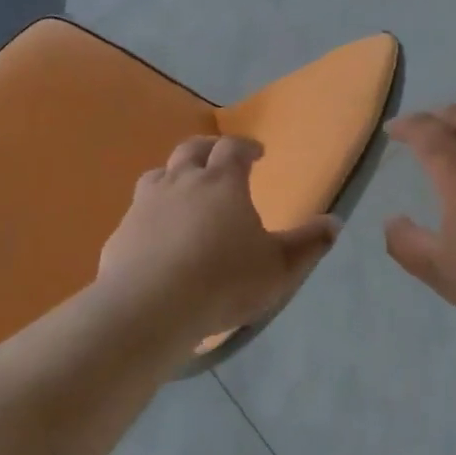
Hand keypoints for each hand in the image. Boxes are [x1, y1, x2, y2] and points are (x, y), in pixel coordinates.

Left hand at [97, 135, 340, 346]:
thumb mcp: (279, 268)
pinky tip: (157, 236)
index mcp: (221, 182)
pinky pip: (138, 212)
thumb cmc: (224, 281)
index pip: (233, 148)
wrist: (150, 308)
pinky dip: (151, 214)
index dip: (246, 146)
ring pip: (159, 174)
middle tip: (220, 159)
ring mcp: (146, 204)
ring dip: (174, 175)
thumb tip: (334, 223)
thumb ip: (308, 244)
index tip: (257, 153)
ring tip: (184, 191)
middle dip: (209, 149)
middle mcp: (181, 182)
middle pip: (192, 149)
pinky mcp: (121, 232)